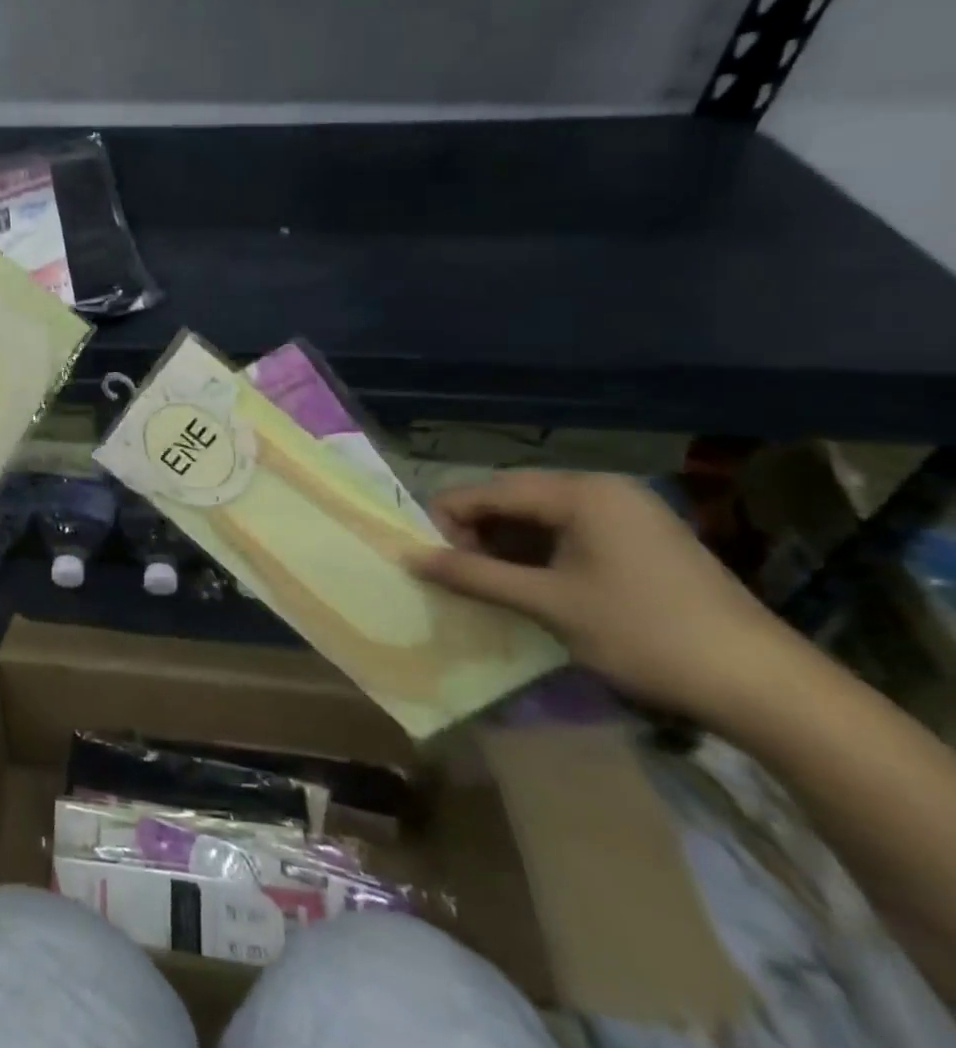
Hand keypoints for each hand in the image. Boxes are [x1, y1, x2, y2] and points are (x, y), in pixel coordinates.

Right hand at [413, 470, 792, 720]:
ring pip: (541, 518)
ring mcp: (629, 513)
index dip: (447, 522)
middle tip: (462, 578)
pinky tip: (536, 588)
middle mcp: (602, 489)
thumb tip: (410, 558)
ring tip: (494, 587)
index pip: (486, 491)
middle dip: (478, 535)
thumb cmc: (644, 634)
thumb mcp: (547, 604)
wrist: (767, 687)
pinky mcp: (646, 540)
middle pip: (512, 500)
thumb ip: (473, 575)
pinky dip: (543, 556)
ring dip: (509, 548)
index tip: (431, 561)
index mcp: (579, 492)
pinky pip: (572, 533)